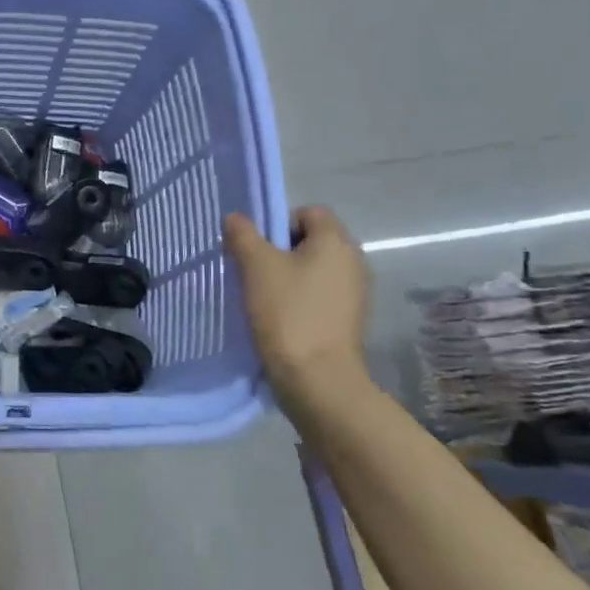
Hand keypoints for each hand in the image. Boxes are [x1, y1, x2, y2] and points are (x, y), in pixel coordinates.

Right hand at [223, 206, 368, 394]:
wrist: (317, 378)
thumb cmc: (287, 312)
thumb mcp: (255, 266)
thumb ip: (242, 235)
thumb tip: (235, 217)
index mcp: (335, 241)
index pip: (309, 212)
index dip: (279, 221)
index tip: (257, 246)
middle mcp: (353, 261)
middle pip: (313, 239)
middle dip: (281, 250)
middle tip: (253, 269)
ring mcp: (355, 292)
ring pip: (315, 268)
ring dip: (289, 275)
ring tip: (263, 295)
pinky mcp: (349, 318)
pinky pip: (321, 294)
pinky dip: (301, 298)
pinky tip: (280, 316)